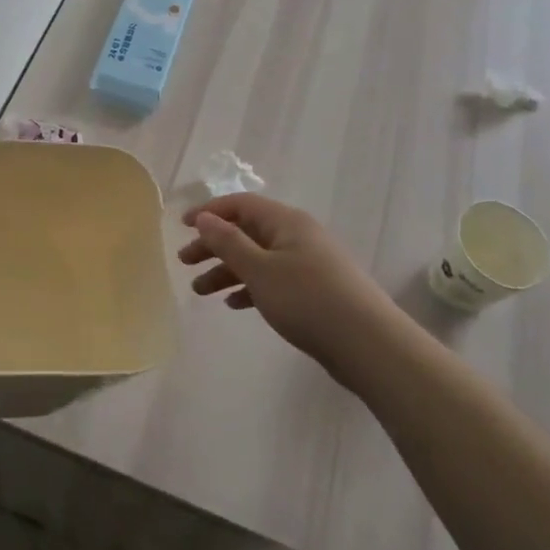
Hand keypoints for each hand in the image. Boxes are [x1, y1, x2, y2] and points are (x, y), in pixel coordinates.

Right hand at [177, 195, 391, 383]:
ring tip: (200, 291)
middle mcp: (297, 236)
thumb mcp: (260, 269)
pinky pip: (273, 280)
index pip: (241, 205)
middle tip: (184, 263)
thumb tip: (205, 217)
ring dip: (227, 271)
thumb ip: (228, 242)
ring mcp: (308, 264)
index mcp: (286, 222)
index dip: (209, 212)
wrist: (368, 344)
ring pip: (258, 259)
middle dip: (214, 245)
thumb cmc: (307, 299)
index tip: (182, 227)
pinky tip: (234, 304)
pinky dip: (250, 287)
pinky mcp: (314, 291)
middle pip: (247, 232)